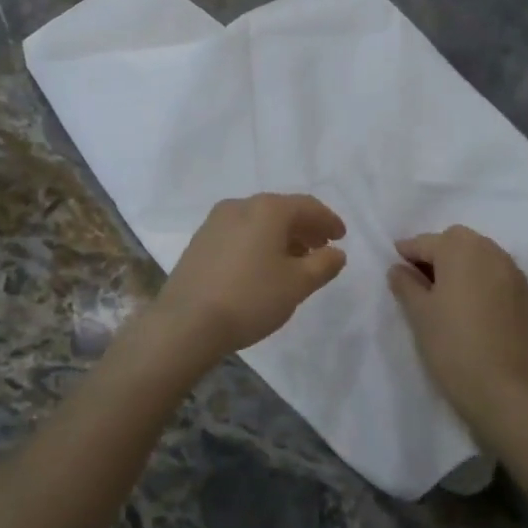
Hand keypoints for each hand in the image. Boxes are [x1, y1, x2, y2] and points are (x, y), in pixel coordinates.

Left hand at [150, 194, 346, 363]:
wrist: (186, 322)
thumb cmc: (250, 298)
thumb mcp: (297, 284)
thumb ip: (323, 264)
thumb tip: (336, 252)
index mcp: (268, 209)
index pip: (307, 206)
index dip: (328, 220)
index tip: (341, 237)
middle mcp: (240, 205)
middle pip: (282, 210)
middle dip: (305, 228)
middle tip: (321, 249)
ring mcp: (215, 221)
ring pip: (259, 221)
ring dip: (281, 236)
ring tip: (295, 262)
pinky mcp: (200, 241)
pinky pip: (240, 233)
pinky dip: (258, 243)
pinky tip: (263, 267)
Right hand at [388, 226, 527, 434]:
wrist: (499, 386)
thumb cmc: (450, 343)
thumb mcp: (418, 312)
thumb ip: (405, 283)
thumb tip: (399, 269)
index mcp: (459, 248)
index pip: (425, 243)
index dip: (407, 253)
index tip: (395, 264)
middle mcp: (489, 251)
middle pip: (457, 242)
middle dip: (439, 253)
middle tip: (422, 279)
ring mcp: (513, 272)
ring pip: (481, 256)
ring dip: (464, 265)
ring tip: (449, 291)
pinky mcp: (527, 295)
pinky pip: (499, 276)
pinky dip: (484, 281)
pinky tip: (474, 305)